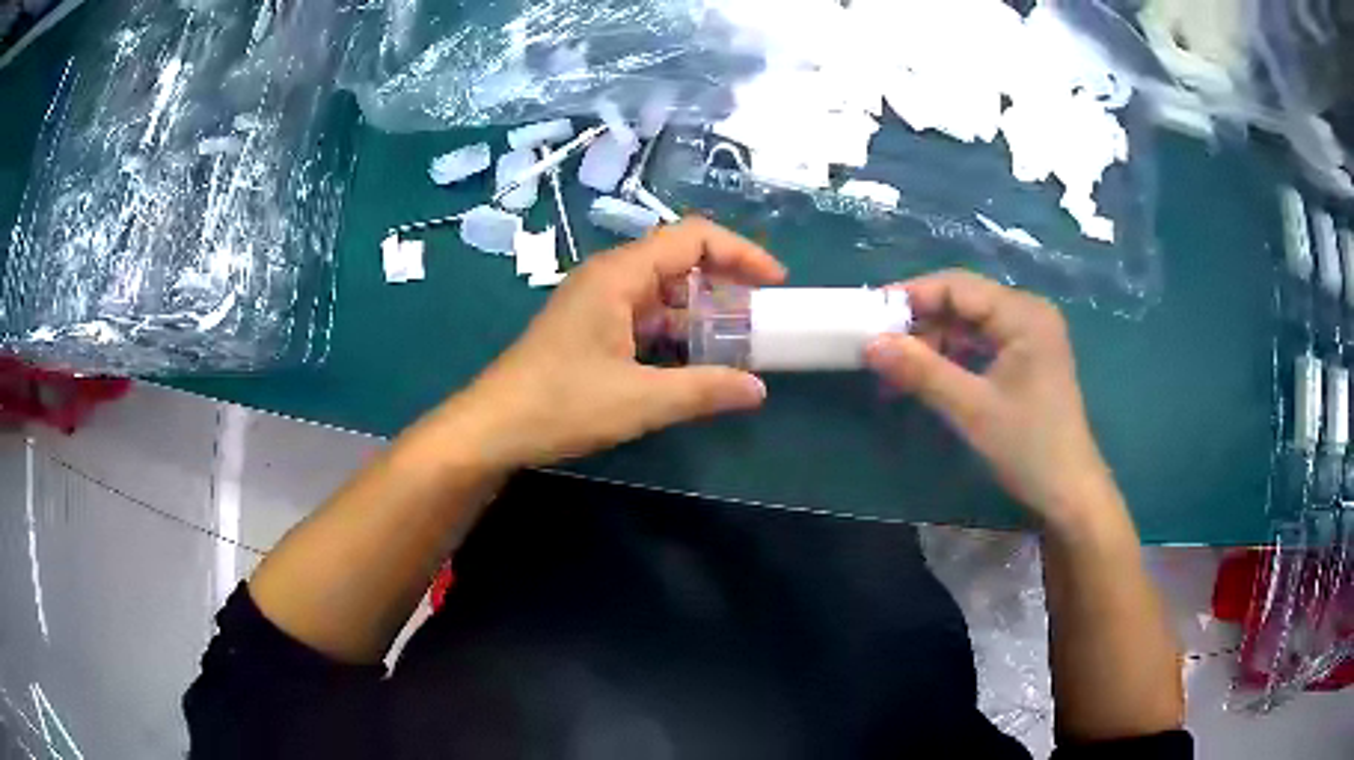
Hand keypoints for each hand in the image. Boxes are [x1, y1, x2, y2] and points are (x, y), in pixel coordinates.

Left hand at [436, 219, 785, 470]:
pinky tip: (694, 360)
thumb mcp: (640, 400)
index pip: (693, 237)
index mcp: (620, 275)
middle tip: (761, 316)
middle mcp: (610, 278)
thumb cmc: (560, 404)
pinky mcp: (591, 328)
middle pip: (679, 260)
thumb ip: (703, 390)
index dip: (740, 253)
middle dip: (725, 282)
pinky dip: (676, 331)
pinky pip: (645, 316)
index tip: (775, 283)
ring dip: (701, 311)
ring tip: (738, 341)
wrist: (493, 427)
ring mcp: (598, 303)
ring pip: (663, 291)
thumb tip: (757, 389)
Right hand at [865, 270, 1116, 527]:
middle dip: (920, 321)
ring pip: (969, 323)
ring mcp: (1028, 336)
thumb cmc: (1029, 447)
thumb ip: (922, 371)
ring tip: (897, 366)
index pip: (958, 286)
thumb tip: (871, 344)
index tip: (871, 315)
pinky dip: (952, 356)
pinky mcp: (1025, 358)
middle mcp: (1027, 313)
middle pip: (963, 301)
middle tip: (878, 344)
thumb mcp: (972, 408)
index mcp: (1023, 313)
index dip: (912, 296)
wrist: (1068, 493)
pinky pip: (980, 343)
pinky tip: (927, 375)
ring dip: (933, 341)